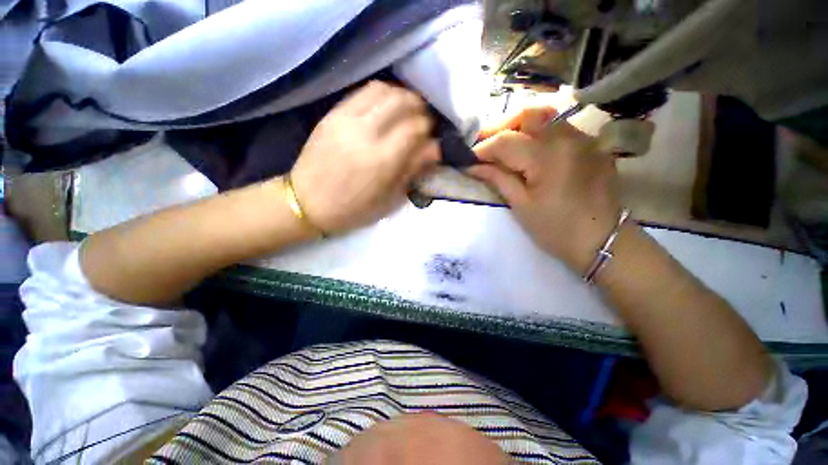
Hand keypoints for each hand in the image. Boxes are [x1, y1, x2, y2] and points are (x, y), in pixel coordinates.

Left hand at [290, 81, 439, 233]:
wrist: (307, 202)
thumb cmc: (353, 209)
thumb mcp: (389, 199)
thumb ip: (412, 170)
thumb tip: (434, 148)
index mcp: (382, 160)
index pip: (416, 128)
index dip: (429, 130)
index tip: (432, 138)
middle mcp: (366, 132)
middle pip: (403, 102)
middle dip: (420, 109)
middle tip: (423, 122)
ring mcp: (346, 119)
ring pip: (384, 90)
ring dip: (402, 97)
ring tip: (407, 111)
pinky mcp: (333, 114)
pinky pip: (363, 91)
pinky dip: (382, 94)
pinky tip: (386, 107)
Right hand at [467, 107, 621, 272]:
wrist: (602, 241)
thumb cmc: (555, 229)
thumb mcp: (521, 205)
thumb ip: (497, 178)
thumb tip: (472, 165)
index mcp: (548, 157)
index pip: (506, 141)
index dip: (482, 148)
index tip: (467, 158)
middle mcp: (568, 137)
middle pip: (528, 113)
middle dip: (501, 125)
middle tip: (485, 144)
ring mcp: (584, 138)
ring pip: (546, 116)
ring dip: (520, 127)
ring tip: (505, 146)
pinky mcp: (592, 145)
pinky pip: (560, 129)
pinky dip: (539, 134)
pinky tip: (530, 151)